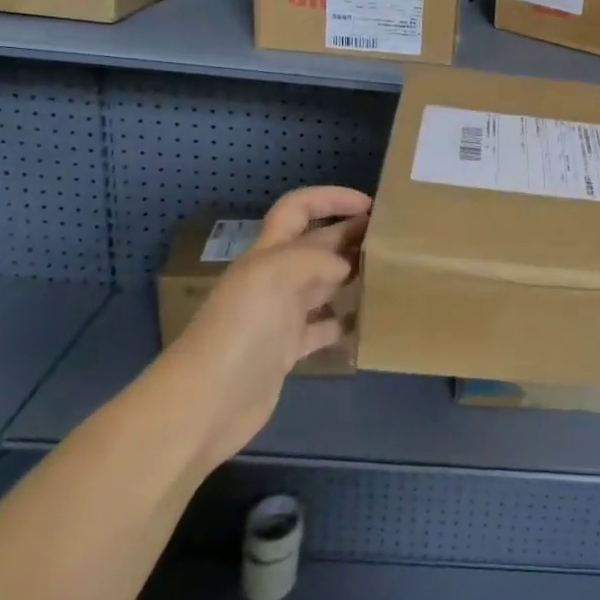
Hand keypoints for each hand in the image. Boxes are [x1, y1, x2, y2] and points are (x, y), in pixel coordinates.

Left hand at [155, 185, 370, 468]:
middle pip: (317, 245)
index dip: (331, 198)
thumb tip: (346, 267)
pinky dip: (346, 323)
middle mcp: (274, 278)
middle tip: (392, 239)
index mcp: (268, 252)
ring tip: (389, 275)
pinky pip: (324, 329)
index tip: (369, 204)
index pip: (298, 208)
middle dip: (350, 234)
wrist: (207, 402)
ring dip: (352, 276)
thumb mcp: (276, 273)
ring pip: (324, 285)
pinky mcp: (286, 351)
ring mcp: (280, 316)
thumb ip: (317, 258)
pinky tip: (370, 322)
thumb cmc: (241, 327)